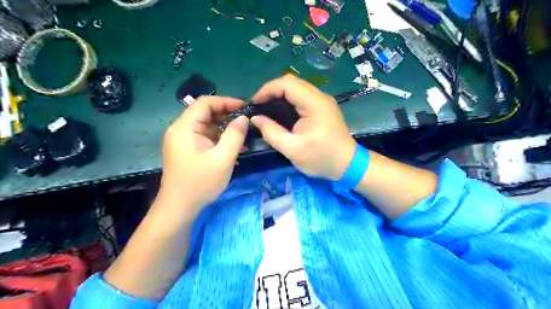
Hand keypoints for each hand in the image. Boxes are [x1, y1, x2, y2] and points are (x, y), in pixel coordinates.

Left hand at [157, 95, 247, 213]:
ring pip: (207, 126)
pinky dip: (219, 139)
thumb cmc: (200, 183)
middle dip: (227, 115)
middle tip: (247, 121)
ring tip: (244, 135)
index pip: (205, 102)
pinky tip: (235, 147)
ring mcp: (183, 140)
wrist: (179, 208)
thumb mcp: (223, 159)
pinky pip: (205, 137)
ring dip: (225, 128)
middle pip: (205, 113)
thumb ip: (235, 135)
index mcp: (185, 127)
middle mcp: (181, 129)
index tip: (245, 107)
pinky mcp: (187, 150)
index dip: (226, 101)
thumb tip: (243, 118)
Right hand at [252, 74, 354, 180]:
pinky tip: (280, 111)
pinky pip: (302, 96)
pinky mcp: (323, 107)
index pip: (287, 84)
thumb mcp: (292, 149)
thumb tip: (256, 119)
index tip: (254, 103)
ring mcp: (323, 101)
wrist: (347, 164)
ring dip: (280, 95)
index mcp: (314, 104)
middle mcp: (320, 97)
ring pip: (297, 88)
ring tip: (266, 107)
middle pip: (292, 82)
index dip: (267, 89)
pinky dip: (288, 100)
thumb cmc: (321, 158)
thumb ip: (271, 133)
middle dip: (271, 91)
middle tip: (258, 106)